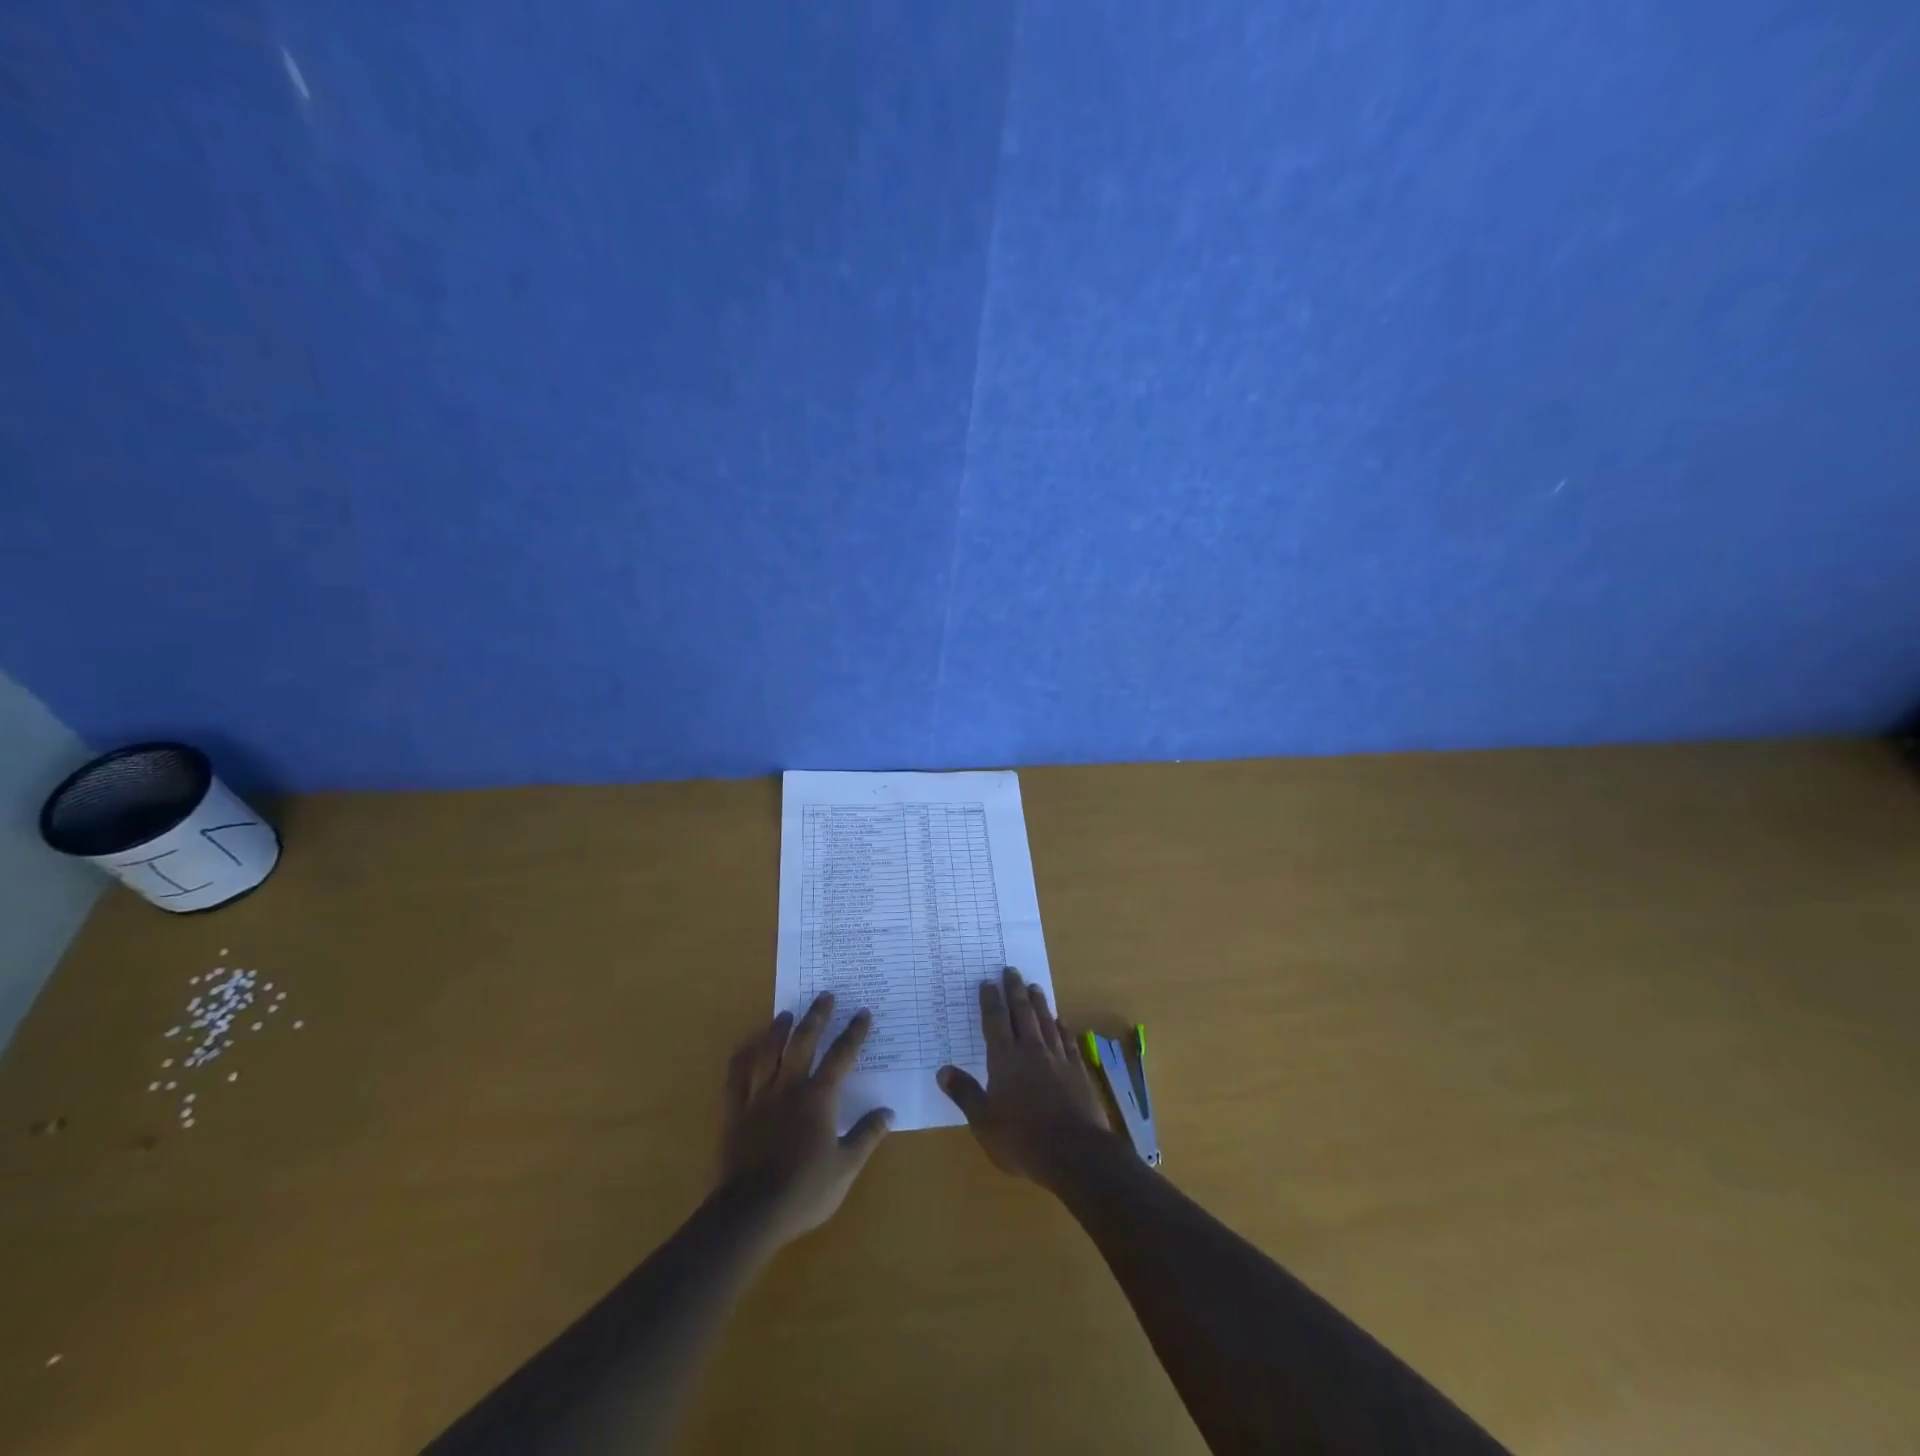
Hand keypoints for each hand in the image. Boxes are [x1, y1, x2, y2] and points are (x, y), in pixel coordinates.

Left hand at [719, 993, 892, 1246]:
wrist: (750, 1213)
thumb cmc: (804, 1191)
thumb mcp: (845, 1168)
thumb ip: (866, 1136)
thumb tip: (888, 1112)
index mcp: (818, 1098)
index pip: (841, 1057)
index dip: (854, 1033)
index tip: (863, 1013)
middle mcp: (789, 1087)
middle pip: (803, 1043)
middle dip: (816, 1017)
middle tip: (825, 996)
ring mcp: (758, 1097)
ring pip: (768, 1053)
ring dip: (779, 1030)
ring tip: (786, 1013)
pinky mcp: (734, 1112)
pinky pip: (736, 1077)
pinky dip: (741, 1058)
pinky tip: (745, 1046)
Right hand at [936, 966, 1114, 1186]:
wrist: (1076, 1153)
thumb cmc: (1022, 1140)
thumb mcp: (984, 1122)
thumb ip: (965, 1094)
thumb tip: (943, 1070)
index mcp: (1005, 1060)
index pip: (995, 1022)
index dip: (990, 1001)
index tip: (988, 981)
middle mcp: (1031, 1051)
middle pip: (1022, 1013)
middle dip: (1015, 990)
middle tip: (1011, 970)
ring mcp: (1057, 1058)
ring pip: (1046, 1021)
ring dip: (1039, 1002)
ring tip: (1034, 986)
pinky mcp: (1078, 1071)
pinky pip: (1067, 1041)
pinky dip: (1062, 1027)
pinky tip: (1061, 1021)